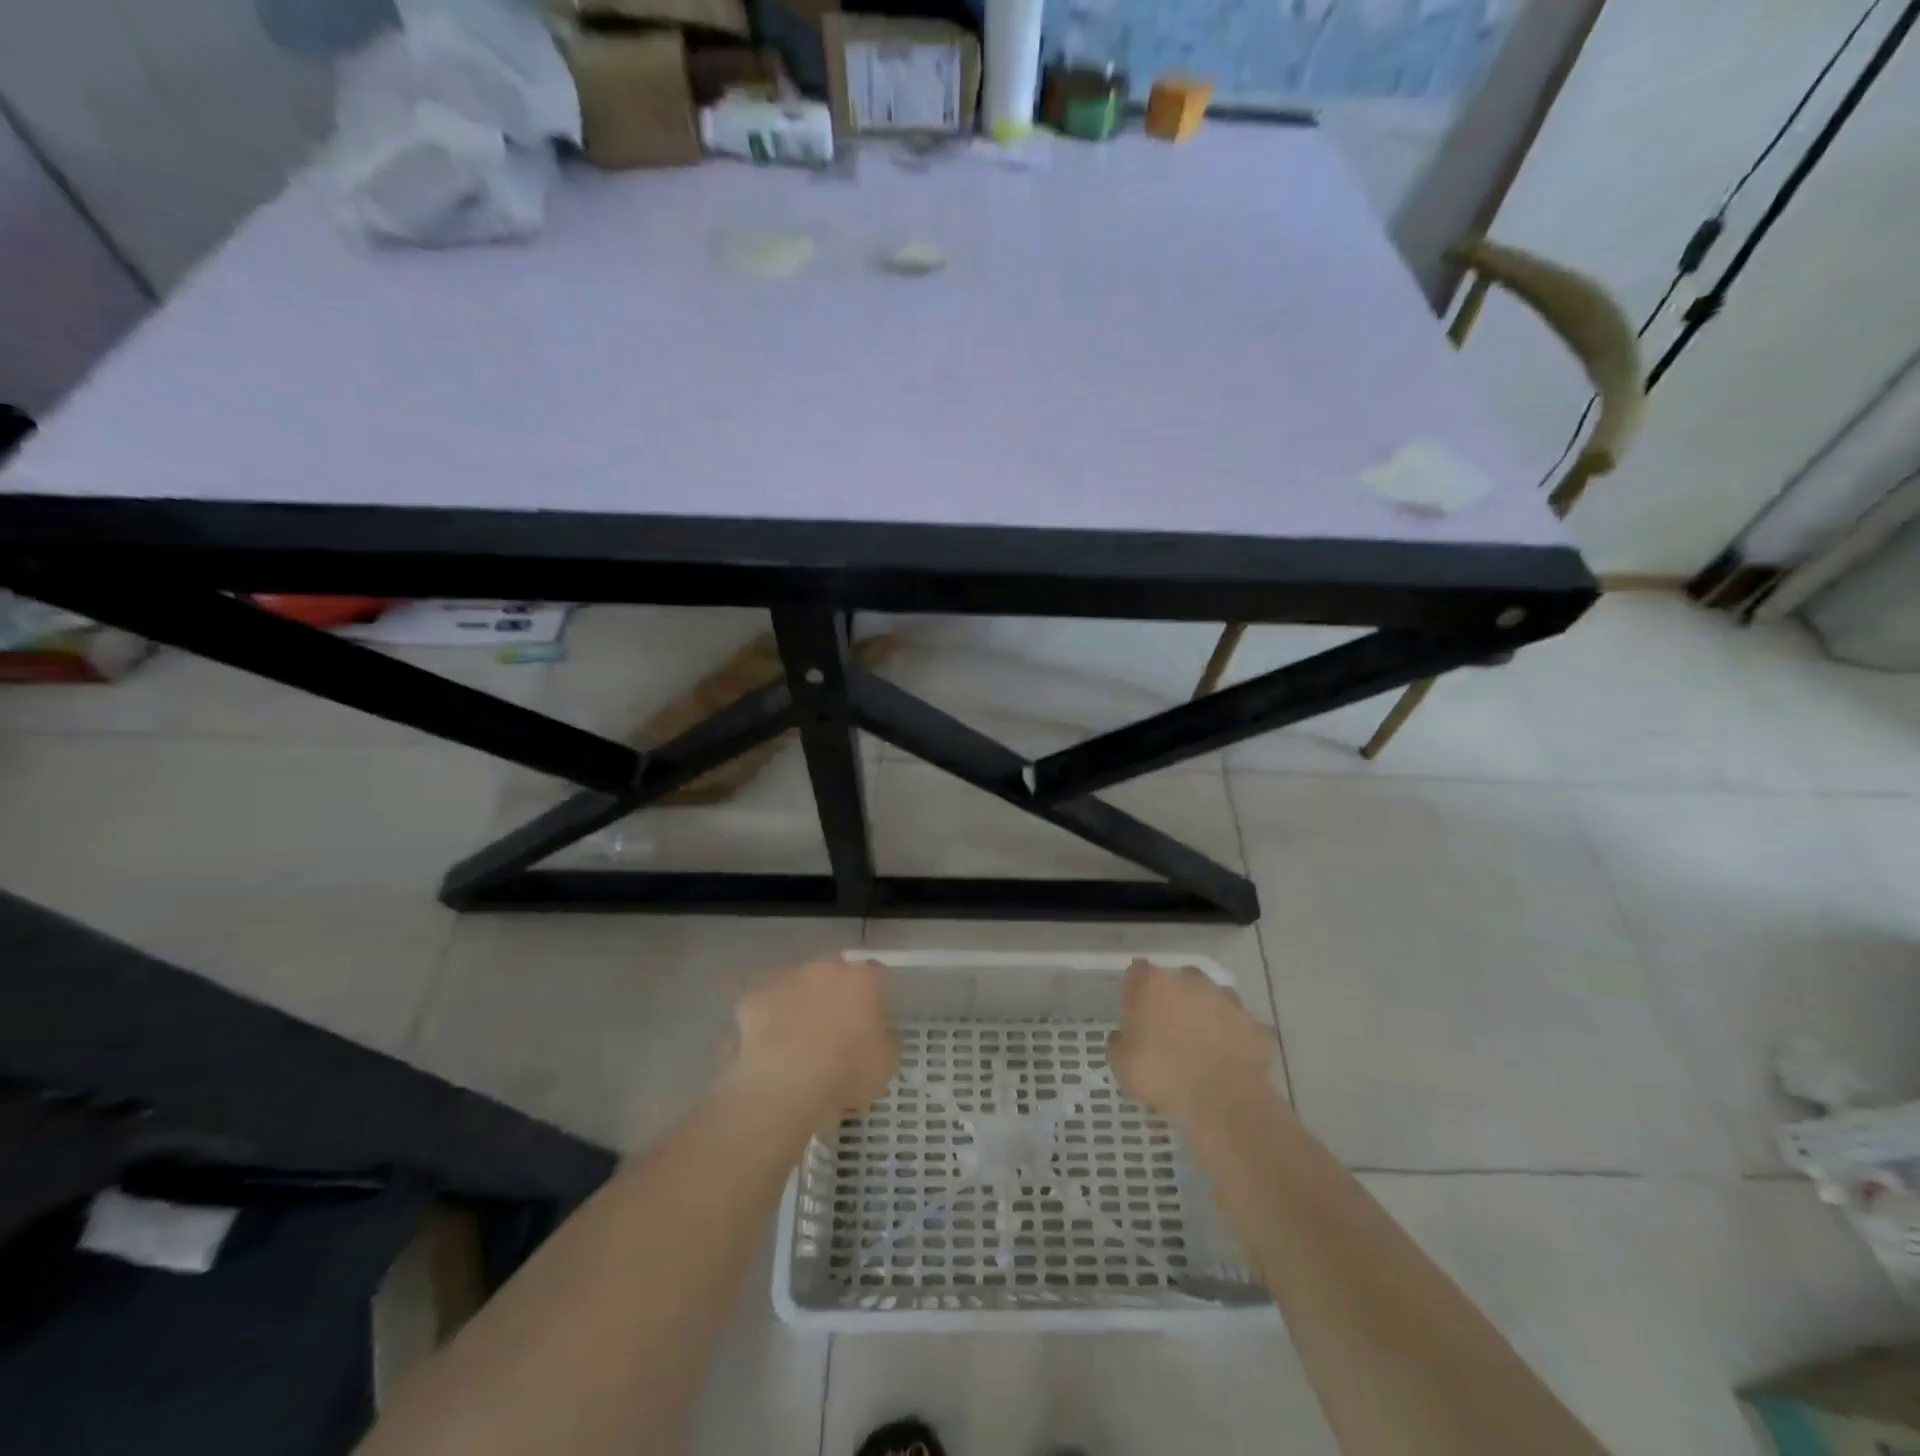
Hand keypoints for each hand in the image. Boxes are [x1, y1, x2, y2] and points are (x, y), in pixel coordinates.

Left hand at [724, 958, 897, 1117]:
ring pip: (799, 986)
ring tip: (800, 1041)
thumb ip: (885, 1039)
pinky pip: (767, 1006)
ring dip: (802, 1004)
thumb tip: (878, 1035)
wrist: (785, 1087)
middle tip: (836, 1028)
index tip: (875, 1018)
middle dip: (836, 994)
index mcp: (862, 978)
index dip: (876, 995)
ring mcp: (786, 979)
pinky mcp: (754, 998)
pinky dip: (770, 1021)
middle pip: (834, 974)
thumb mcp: (886, 1064)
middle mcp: (825, 968)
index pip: (877, 974)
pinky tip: (771, 1048)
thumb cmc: (845, 1072)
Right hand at [1108, 960, 1276, 1127]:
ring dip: (1205, 1015)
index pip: (1137, 973)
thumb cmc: (1162, 1075)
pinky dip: (1232, 1038)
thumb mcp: (1121, 1065)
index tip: (1133, 1013)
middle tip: (1167, 1030)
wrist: (1222, 1101)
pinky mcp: (1254, 1024)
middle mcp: (1191, 981)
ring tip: (1200, 1047)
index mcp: (1154, 983)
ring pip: (1211, 999)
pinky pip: (1238, 1027)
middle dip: (1173, 999)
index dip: (1134, 992)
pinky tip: (1226, 1060)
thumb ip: (1119, 1042)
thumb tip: (1124, 1037)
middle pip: (1177, 982)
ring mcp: (1227, 1000)